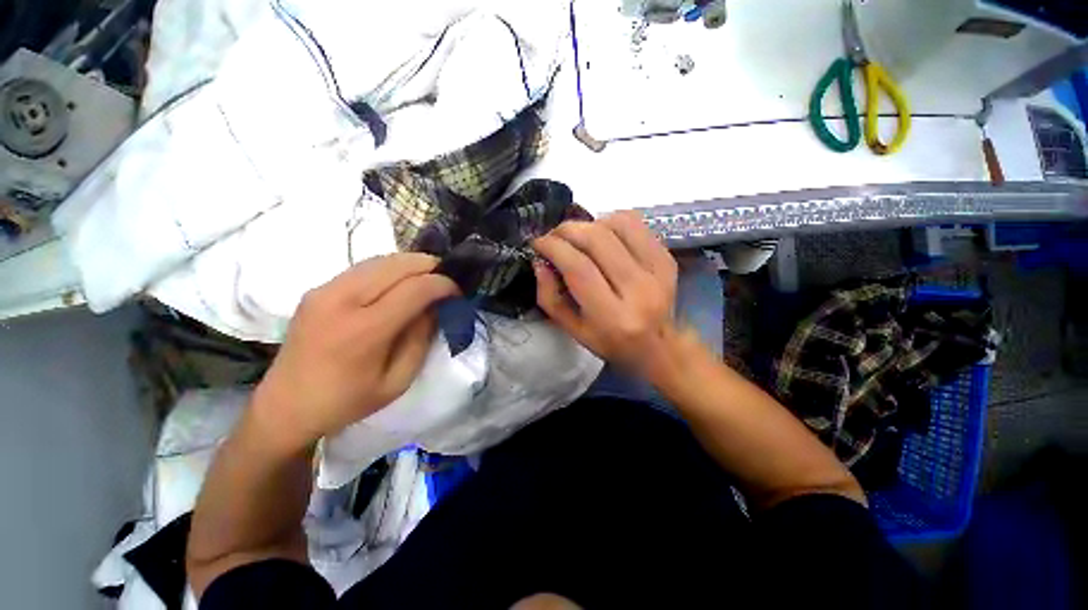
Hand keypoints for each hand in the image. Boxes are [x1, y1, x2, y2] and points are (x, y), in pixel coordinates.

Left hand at [252, 254, 458, 452]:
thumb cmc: (347, 401)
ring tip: (427, 279)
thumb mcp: (398, 381)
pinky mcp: (317, 289)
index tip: (457, 292)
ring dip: (411, 265)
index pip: (416, 288)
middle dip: (430, 267)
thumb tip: (436, 306)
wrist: (285, 406)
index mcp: (364, 330)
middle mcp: (342, 300)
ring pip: (381, 259)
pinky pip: (364, 267)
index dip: (443, 284)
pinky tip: (399, 282)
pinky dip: (390, 268)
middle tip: (446, 281)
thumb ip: (421, 339)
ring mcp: (325, 290)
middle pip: (398, 264)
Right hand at [532, 211, 679, 379]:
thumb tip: (540, 262)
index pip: (579, 268)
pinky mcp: (666, 258)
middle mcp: (638, 290)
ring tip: (578, 236)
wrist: (658, 345)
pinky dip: (612, 221)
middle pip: (597, 240)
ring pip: (618, 225)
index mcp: (611, 316)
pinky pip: (636, 224)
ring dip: (589, 224)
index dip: (553, 248)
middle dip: (567, 230)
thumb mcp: (572, 330)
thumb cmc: (610, 342)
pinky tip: (602, 234)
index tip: (538, 243)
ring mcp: (657, 270)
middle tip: (554, 236)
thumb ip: (550, 298)